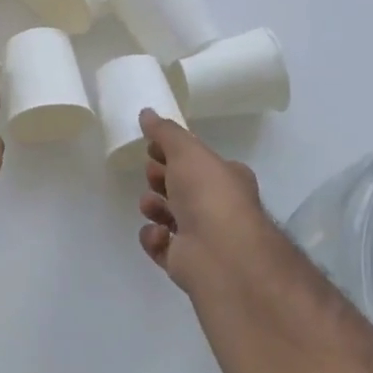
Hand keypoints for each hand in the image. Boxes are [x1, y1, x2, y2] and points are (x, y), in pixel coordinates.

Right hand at [137, 110, 272, 296]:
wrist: (220, 253)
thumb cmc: (209, 194)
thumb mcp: (187, 151)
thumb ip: (165, 132)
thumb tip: (147, 112)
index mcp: (225, 177)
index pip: (195, 161)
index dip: (171, 153)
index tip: (151, 148)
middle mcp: (216, 206)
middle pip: (179, 187)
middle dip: (159, 178)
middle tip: (152, 174)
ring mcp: (201, 236)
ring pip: (166, 215)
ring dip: (153, 206)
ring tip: (151, 206)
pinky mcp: (184, 261)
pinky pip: (159, 244)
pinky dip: (154, 238)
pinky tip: (159, 234)